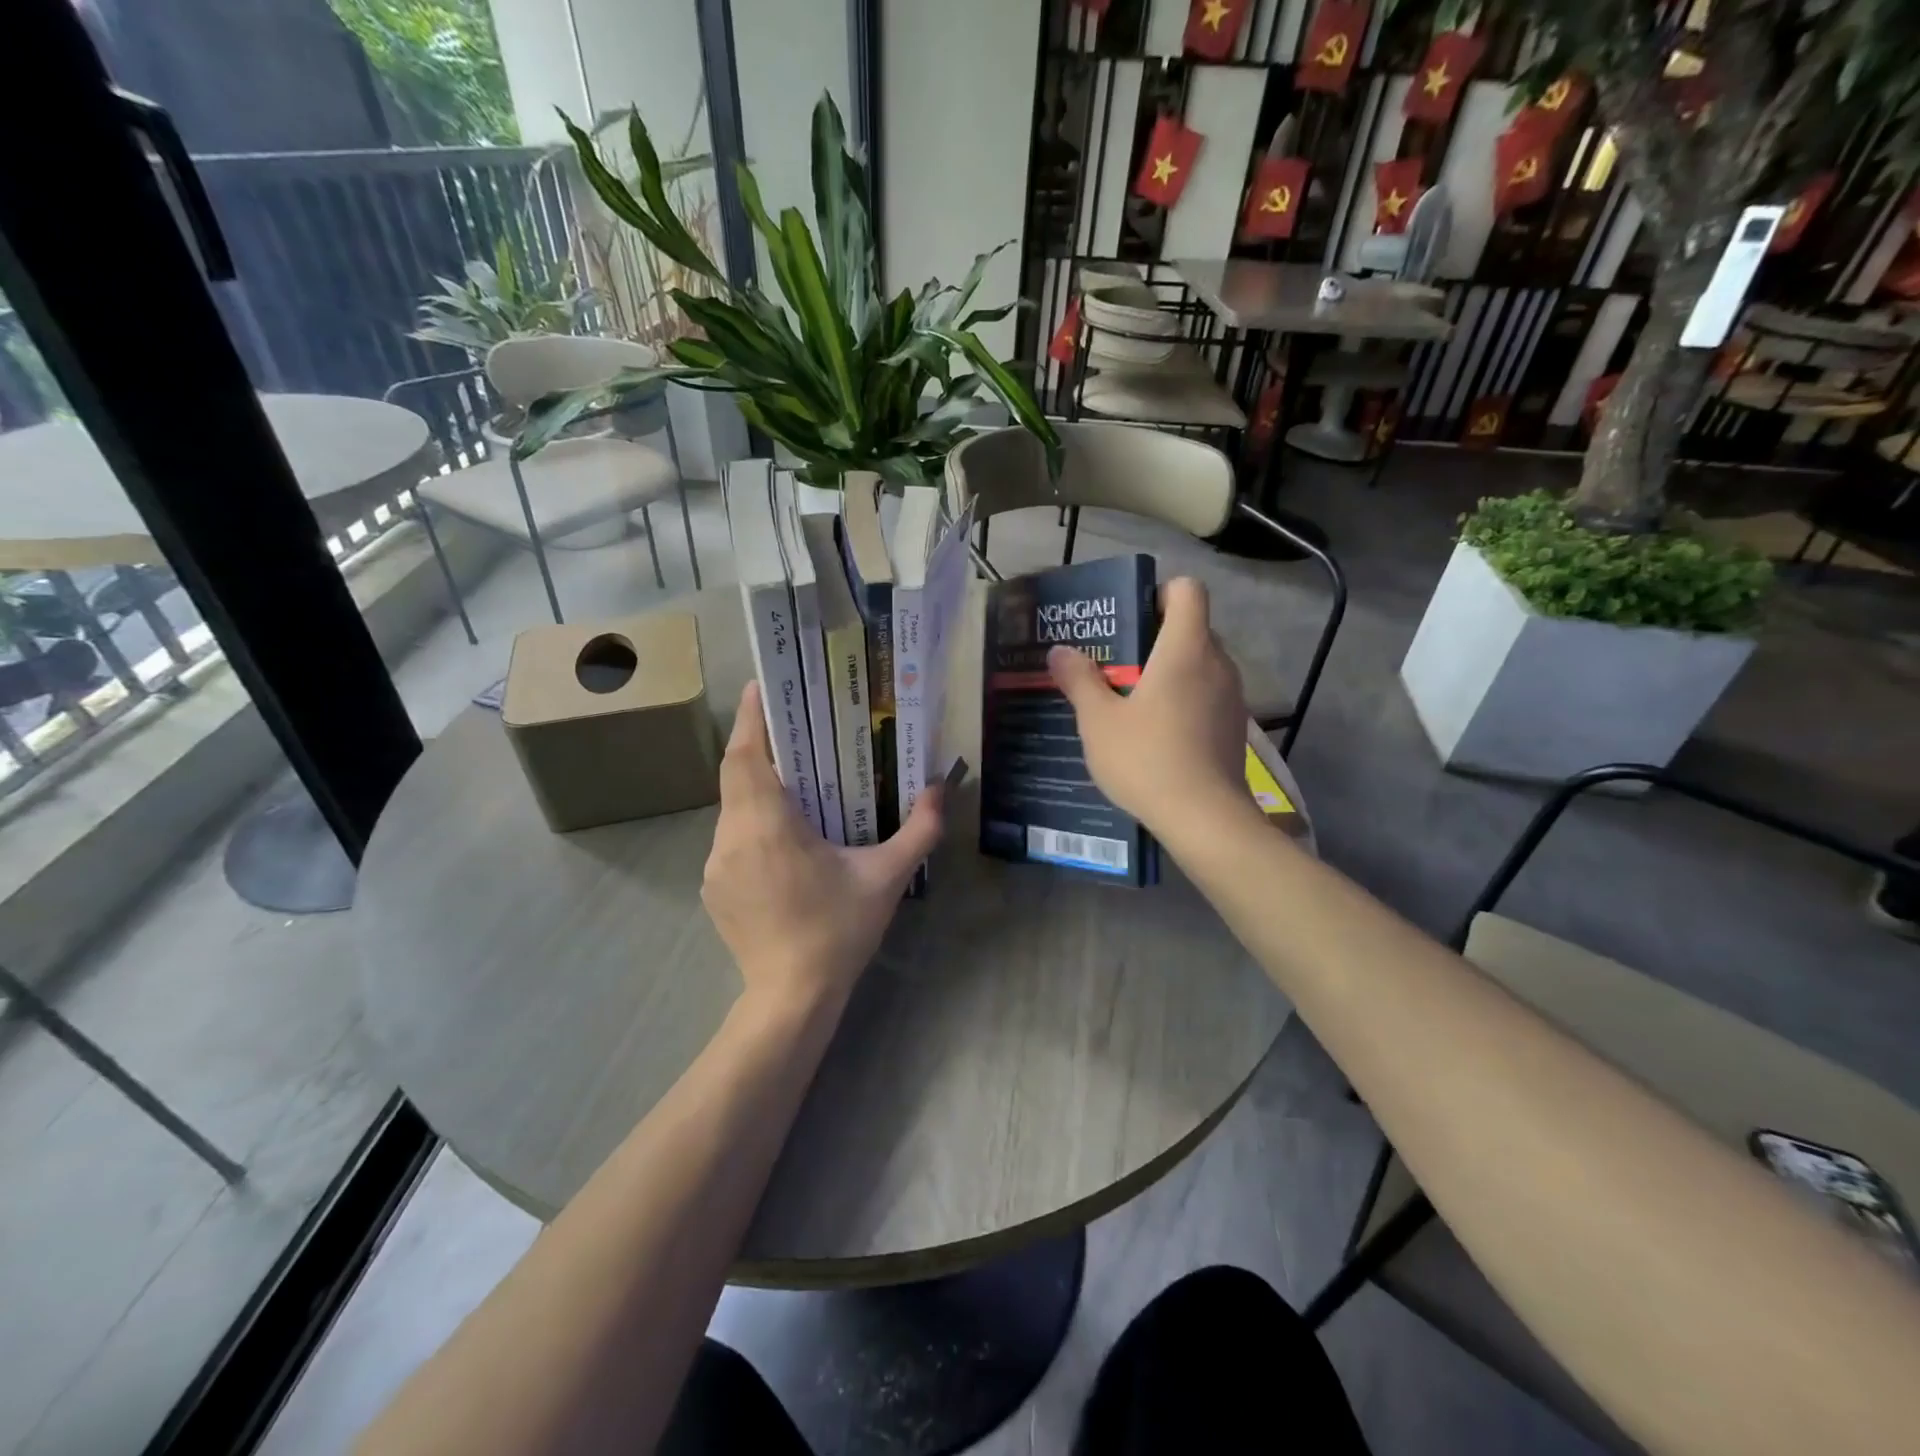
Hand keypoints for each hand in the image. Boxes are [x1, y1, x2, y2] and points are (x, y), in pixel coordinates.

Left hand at [702, 681, 944, 1011]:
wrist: (791, 997)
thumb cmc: (839, 931)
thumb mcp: (886, 877)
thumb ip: (919, 830)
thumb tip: (942, 788)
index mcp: (769, 825)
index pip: (746, 756)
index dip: (749, 718)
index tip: (758, 687)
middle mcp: (733, 836)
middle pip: (735, 775)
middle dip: (755, 744)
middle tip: (786, 724)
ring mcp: (716, 864)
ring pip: (731, 807)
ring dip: (755, 786)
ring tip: (790, 779)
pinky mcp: (713, 887)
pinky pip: (729, 838)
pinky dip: (750, 821)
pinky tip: (780, 837)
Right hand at [1047, 577, 1249, 840]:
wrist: (1205, 819)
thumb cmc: (1147, 759)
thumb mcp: (1099, 721)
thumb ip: (1079, 680)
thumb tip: (1060, 651)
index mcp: (1185, 649)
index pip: (1187, 590)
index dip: (1159, 593)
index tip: (1129, 618)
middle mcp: (1217, 663)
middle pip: (1191, 628)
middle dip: (1154, 637)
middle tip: (1115, 662)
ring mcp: (1232, 696)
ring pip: (1199, 664)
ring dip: (1168, 671)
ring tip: (1130, 699)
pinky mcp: (1233, 727)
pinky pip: (1206, 695)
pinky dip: (1183, 700)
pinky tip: (1155, 732)